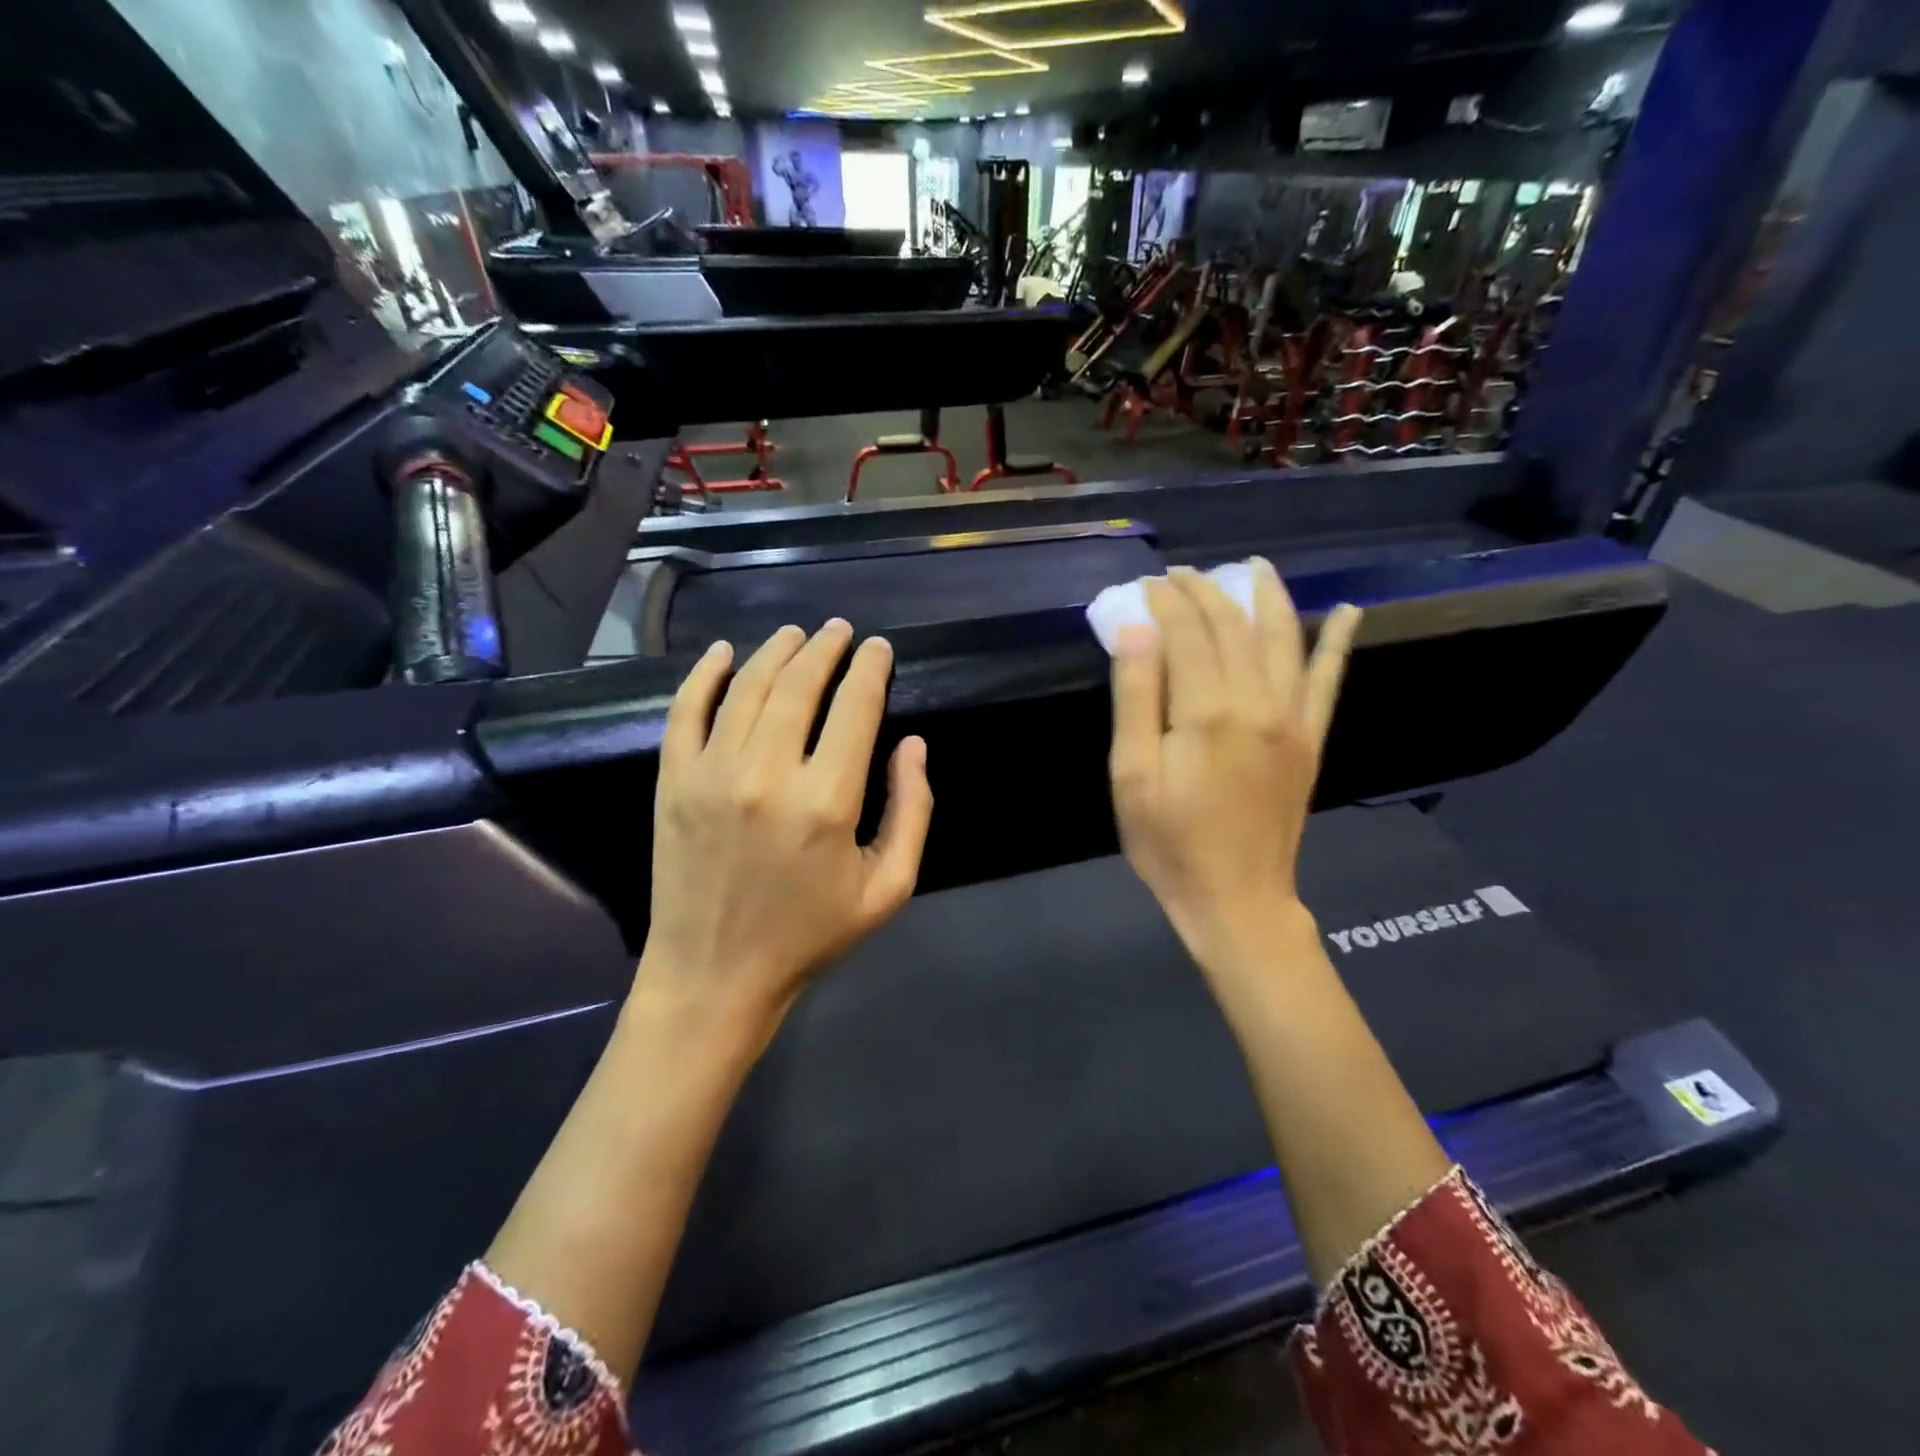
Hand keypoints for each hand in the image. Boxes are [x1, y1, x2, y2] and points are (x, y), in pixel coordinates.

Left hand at [640, 620, 933, 1037]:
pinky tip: (723, 652)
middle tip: (840, 631)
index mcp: (827, 802)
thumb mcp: (887, 888)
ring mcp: (711, 774)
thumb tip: (913, 744)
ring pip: (747, 687)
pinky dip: (704, 674)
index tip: (879, 649)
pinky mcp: (672, 782)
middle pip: (800, 684)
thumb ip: (912, 811)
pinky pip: (686, 711)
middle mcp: (768, 775)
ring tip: (796, 634)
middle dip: (826, 648)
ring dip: (775, 650)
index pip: (855, 707)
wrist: (714, 974)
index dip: (871, 669)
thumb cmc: (809, 934)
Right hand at [1109, 562, 1361, 980]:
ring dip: (1267, 597)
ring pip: (1283, 639)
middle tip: (1180, 576)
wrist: (1237, 899)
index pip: (1188, 632)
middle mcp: (1258, 703)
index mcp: (1208, 712)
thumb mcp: (1131, 776)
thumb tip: (1137, 630)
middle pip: (1233, 627)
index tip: (1147, 585)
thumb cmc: (1170, 843)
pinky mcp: (1311, 739)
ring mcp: (1293, 719)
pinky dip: (1338, 642)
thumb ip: (1136, 698)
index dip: (1167, 602)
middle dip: (1206, 592)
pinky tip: (1349, 611)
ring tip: (1254, 567)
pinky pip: (1328, 680)